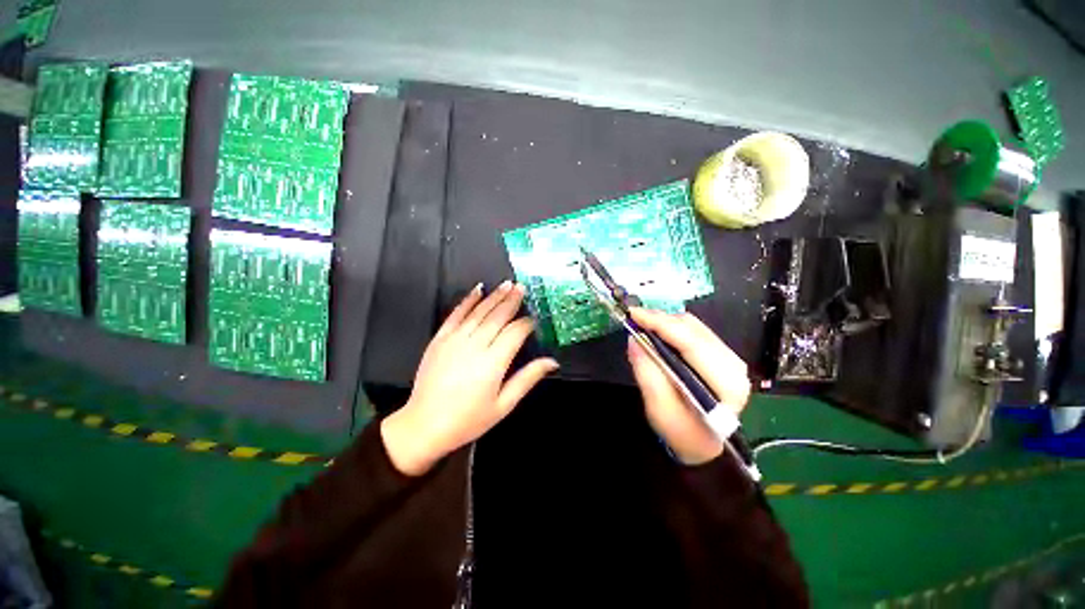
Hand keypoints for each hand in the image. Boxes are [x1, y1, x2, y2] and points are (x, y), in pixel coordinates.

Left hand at [381, 281, 558, 475]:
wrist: (425, 425)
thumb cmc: (469, 419)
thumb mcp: (504, 405)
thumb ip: (528, 379)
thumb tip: (552, 362)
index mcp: (493, 362)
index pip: (515, 333)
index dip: (527, 323)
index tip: (535, 318)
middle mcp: (475, 345)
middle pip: (498, 316)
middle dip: (512, 300)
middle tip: (522, 287)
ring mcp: (455, 339)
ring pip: (479, 311)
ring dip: (495, 296)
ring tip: (507, 284)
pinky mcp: (440, 339)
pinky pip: (456, 314)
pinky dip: (468, 300)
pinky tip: (478, 289)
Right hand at [627, 308, 750, 464]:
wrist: (700, 443)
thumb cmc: (680, 431)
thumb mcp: (658, 408)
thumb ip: (647, 373)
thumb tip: (634, 339)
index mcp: (725, 384)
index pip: (691, 343)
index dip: (661, 324)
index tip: (634, 314)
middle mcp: (734, 366)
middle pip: (693, 330)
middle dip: (661, 321)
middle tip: (634, 320)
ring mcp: (730, 359)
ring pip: (694, 326)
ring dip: (666, 323)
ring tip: (643, 325)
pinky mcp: (721, 355)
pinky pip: (695, 331)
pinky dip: (673, 328)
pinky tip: (658, 333)